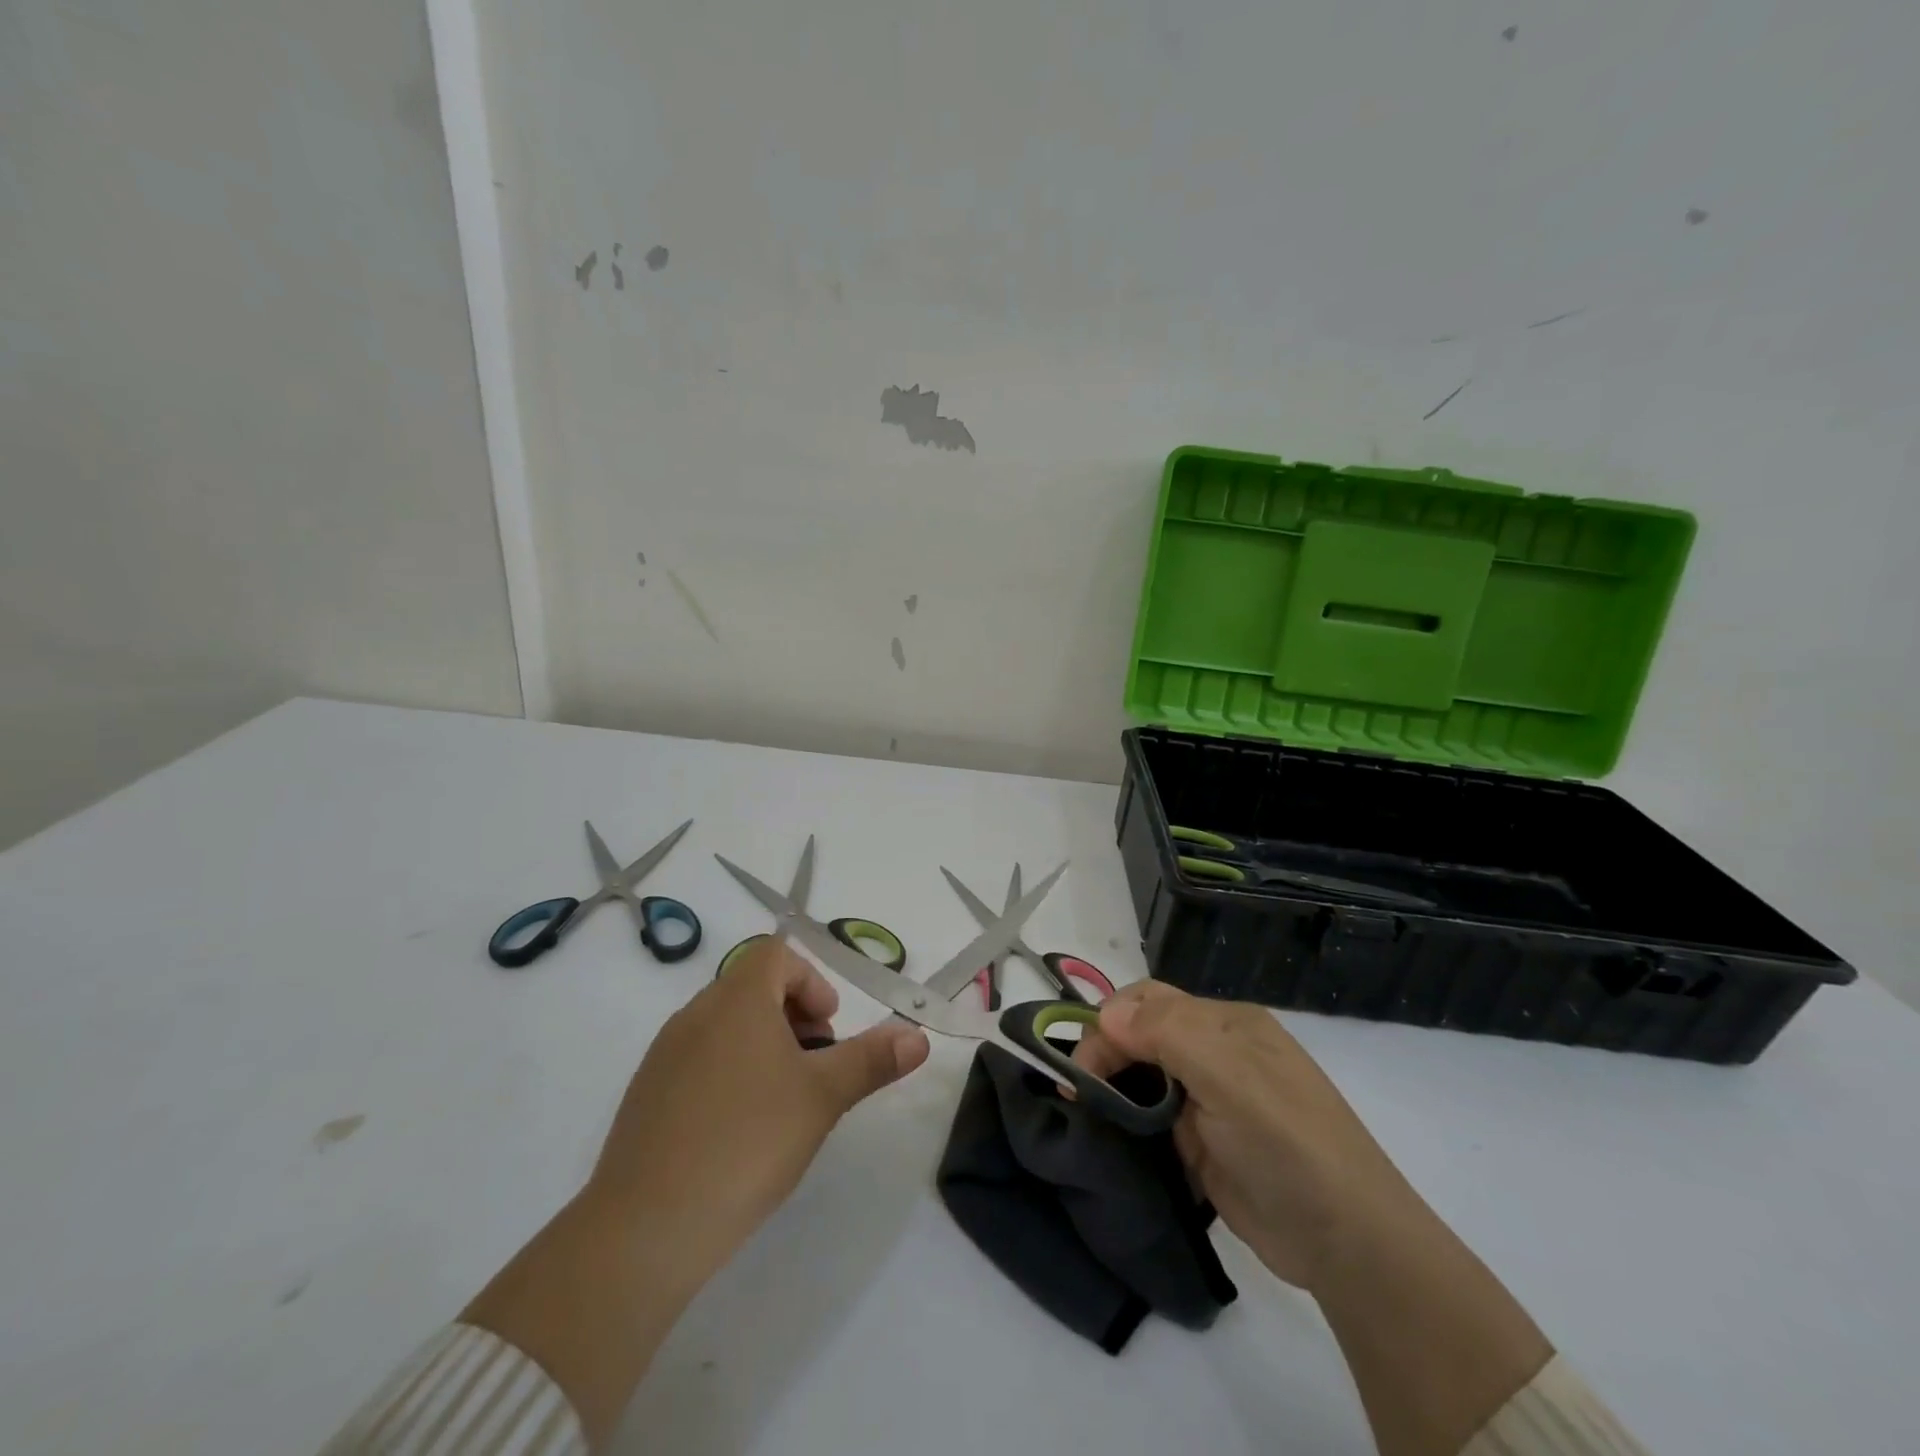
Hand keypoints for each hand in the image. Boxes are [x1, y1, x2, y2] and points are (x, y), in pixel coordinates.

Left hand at [463, 940, 927, 1443]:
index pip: (775, 954)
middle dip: (793, 1016)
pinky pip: (697, 1060)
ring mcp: (664, 1054)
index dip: (810, 982)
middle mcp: (695, 1013)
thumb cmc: (747, 1142)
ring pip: (725, 1025)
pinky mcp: (645, 1094)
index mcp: (736, 999)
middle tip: (815, 1068)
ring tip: (783, 1103)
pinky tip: (739, 1131)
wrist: (646, 1227)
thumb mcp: (823, 1097)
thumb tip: (918, 1036)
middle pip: (752, 987)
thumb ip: (872, 1059)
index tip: (828, 1030)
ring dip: (762, 1046)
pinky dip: (728, 1073)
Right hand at [1075, 981, 1551, 1455]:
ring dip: (1112, 1085)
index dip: (1110, 1022)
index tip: (1083, 1063)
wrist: (1346, 1242)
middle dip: (1105, 1051)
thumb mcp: (1230, 1075)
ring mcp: (1209, 1099)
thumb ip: (1167, 1033)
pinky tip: (1108, 1131)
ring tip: (1083, 1108)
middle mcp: (1216, 1053)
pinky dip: (1126, 1118)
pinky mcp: (1201, 1143)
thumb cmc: (1287, 1142)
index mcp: (1227, 1024)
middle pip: (1142, 1033)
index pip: (1150, 1001)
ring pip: (1143, 1074)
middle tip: (1078, 1090)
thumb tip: (1105, 1013)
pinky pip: (1151, 1117)